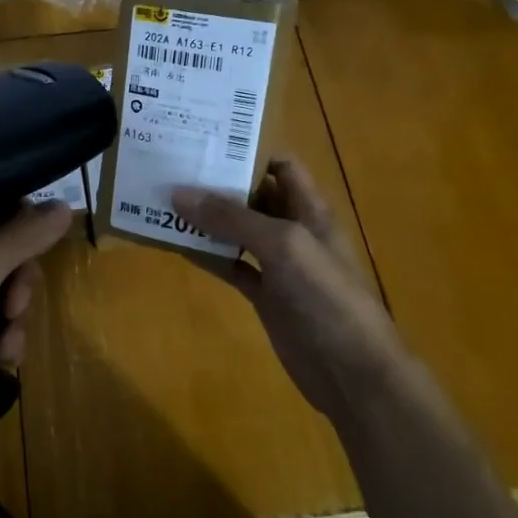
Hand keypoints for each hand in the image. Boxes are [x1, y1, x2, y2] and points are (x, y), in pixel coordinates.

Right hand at [172, 159, 411, 420]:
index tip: (205, 146)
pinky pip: (231, 267)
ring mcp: (279, 266)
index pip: (281, 168)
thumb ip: (232, 218)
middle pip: (254, 197)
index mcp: (309, 210)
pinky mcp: (265, 296)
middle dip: (219, 185)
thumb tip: (178, 194)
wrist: (352, 371)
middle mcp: (294, 232)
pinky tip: (178, 247)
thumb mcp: (282, 245)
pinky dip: (208, 256)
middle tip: (173, 171)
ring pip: (238, 233)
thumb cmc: (326, 296)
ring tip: (165, 204)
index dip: (248, 154)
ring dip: (207, 221)